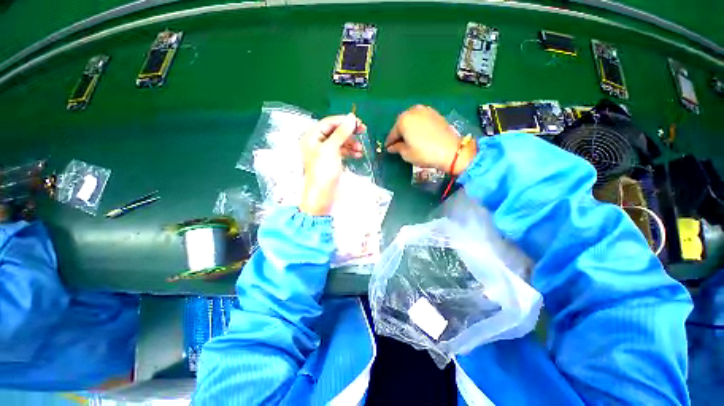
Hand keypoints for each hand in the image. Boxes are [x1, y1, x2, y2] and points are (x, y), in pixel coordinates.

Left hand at [299, 114, 365, 215]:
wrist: (322, 194)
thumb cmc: (323, 170)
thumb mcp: (331, 149)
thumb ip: (341, 132)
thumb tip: (351, 118)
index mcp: (312, 136)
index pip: (329, 122)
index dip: (344, 121)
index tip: (358, 122)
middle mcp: (317, 142)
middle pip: (335, 131)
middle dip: (349, 132)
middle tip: (363, 131)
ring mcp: (325, 151)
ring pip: (340, 141)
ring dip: (351, 143)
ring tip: (360, 149)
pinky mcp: (331, 160)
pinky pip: (342, 151)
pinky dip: (350, 151)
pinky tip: (358, 154)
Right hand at [386, 105, 476, 174]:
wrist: (451, 151)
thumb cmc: (424, 153)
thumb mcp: (406, 154)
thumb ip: (397, 148)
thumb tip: (392, 147)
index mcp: (403, 120)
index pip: (392, 134)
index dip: (389, 143)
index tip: (387, 149)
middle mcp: (413, 111)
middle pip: (401, 124)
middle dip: (399, 134)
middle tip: (398, 145)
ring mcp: (425, 110)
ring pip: (412, 121)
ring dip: (408, 130)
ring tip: (409, 140)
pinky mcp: (435, 114)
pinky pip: (421, 120)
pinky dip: (418, 127)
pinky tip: (420, 135)